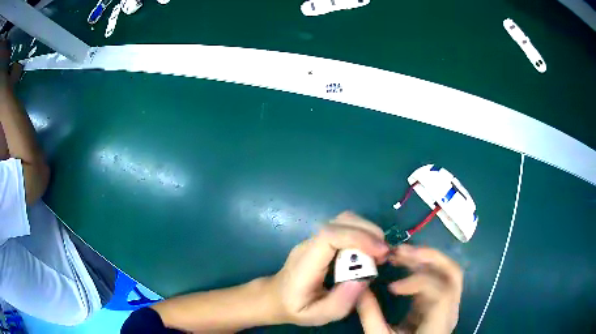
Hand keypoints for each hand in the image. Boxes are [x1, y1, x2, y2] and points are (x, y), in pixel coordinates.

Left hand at [269, 212, 388, 325]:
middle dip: (369, 232)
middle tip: (385, 254)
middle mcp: (309, 245)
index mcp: (304, 264)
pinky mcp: (321, 240)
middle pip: (340, 222)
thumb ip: (341, 301)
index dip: (358, 238)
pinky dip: (363, 234)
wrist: (276, 297)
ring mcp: (314, 240)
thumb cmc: (296, 308)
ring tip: (379, 253)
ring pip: (344, 220)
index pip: (329, 236)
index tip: (381, 252)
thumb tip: (364, 278)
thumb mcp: (318, 315)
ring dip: (368, 232)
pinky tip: (369, 252)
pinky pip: (344, 228)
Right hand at [357, 244, 462, 333]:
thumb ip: (371, 315)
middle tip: (400, 251)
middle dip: (428, 257)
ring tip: (400, 252)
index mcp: (440, 323)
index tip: (392, 287)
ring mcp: (449, 302)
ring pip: (447, 270)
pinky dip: (421, 265)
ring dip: (425, 257)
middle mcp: (451, 309)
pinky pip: (437, 275)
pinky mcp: (440, 298)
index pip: (442, 293)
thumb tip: (358, 288)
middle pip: (452, 273)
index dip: (419, 282)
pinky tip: (404, 262)